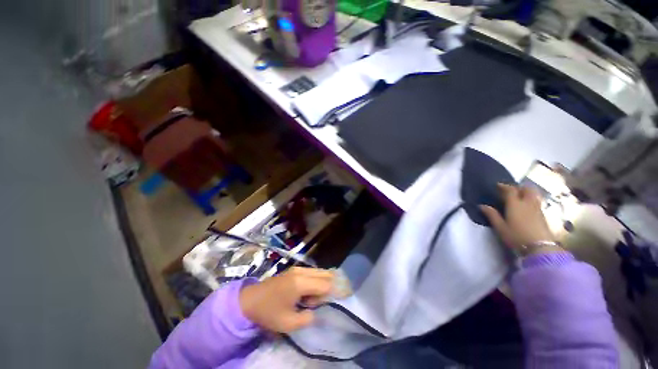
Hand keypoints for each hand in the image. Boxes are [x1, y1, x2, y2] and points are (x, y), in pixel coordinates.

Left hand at [239, 267, 334, 332]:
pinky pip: (313, 272)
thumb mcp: (288, 323)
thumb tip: (318, 311)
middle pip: (325, 274)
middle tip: (337, 297)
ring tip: (320, 299)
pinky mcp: (295, 270)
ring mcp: (298, 269)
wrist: (249, 300)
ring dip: (325, 283)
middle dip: (334, 284)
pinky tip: (314, 292)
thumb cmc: (268, 313)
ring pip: (320, 272)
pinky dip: (318, 280)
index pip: (325, 284)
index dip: (337, 290)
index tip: (348, 294)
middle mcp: (301, 271)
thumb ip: (308, 318)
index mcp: (300, 283)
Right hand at [480, 184, 560, 255]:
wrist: (540, 247)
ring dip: (527, 192)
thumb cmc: (516, 236)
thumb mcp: (500, 227)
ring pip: (534, 194)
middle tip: (511, 190)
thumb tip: (481, 205)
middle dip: (519, 187)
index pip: (510, 190)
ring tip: (520, 196)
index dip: (504, 186)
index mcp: (515, 204)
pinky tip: (527, 207)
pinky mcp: (543, 216)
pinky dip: (531, 200)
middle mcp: (528, 203)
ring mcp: (537, 209)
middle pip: (527, 189)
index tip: (497, 185)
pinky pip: (537, 202)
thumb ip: (492, 215)